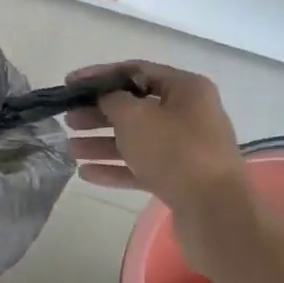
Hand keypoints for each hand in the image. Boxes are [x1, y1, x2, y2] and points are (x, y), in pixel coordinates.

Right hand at [65, 61, 247, 213]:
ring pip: (137, 139)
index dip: (100, 76)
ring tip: (71, 149)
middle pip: (136, 107)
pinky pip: (142, 166)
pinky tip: (86, 173)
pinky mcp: (180, 179)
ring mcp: (186, 149)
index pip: (136, 71)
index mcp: (186, 89)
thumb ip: (113, 100)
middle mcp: (189, 114)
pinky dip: (116, 168)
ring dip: (102, 143)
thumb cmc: (175, 152)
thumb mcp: (136, 117)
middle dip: (99, 113)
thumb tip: (106, 98)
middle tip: (69, 119)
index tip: (70, 83)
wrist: (214, 211)